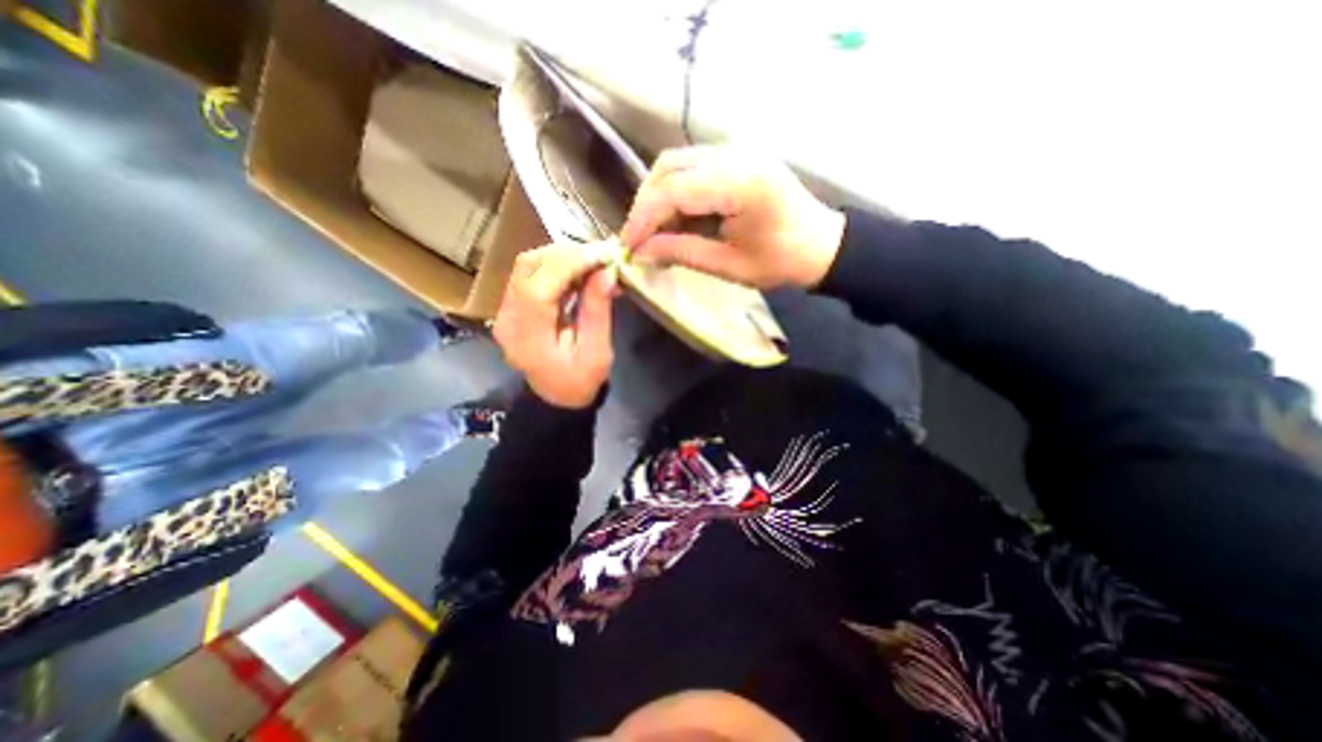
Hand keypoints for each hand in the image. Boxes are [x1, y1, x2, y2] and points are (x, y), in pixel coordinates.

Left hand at [491, 239, 621, 404]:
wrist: (557, 397)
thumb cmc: (580, 381)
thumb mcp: (597, 353)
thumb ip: (598, 312)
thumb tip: (606, 272)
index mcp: (527, 338)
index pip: (538, 287)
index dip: (570, 264)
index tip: (603, 255)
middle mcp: (508, 318)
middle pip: (529, 267)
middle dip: (568, 254)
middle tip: (602, 256)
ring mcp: (505, 310)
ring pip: (529, 265)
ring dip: (563, 257)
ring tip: (594, 262)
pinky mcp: (512, 305)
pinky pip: (531, 274)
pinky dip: (558, 266)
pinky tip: (580, 271)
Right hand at [621, 145, 846, 289]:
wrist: (822, 244)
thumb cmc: (781, 261)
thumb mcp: (730, 265)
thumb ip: (683, 252)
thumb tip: (642, 253)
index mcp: (740, 183)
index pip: (673, 190)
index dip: (643, 217)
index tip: (627, 246)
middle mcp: (736, 154)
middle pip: (669, 167)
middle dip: (645, 204)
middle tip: (638, 239)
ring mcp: (737, 150)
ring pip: (677, 162)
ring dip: (657, 195)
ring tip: (653, 231)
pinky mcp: (737, 156)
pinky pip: (692, 167)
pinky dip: (675, 191)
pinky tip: (674, 217)